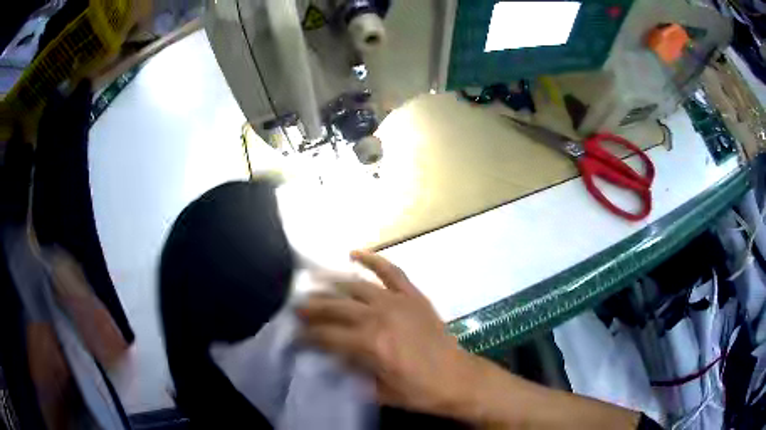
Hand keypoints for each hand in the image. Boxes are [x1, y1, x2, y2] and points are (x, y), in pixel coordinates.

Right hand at [296, 250, 473, 414]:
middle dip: (312, 307)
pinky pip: (392, 271)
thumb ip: (352, 371)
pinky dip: (373, 260)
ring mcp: (398, 302)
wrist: (457, 378)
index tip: (295, 334)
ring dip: (332, 283)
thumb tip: (330, 355)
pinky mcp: (414, 296)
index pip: (327, 335)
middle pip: (336, 307)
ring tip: (314, 281)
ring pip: (356, 286)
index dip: (307, 335)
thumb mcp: (378, 391)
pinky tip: (355, 253)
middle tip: (297, 306)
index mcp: (369, 344)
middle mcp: (380, 317)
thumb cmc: (418, 390)